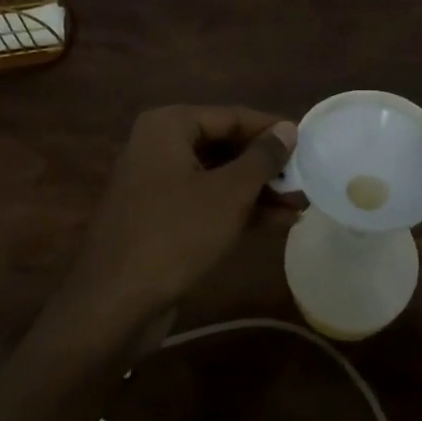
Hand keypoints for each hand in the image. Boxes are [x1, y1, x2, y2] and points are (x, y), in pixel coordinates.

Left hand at [62, 106, 296, 332]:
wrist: (114, 304)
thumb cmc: (175, 234)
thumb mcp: (228, 194)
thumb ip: (262, 158)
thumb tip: (288, 129)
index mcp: (168, 125)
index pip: (231, 116)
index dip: (271, 130)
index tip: (308, 143)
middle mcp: (158, 145)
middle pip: (224, 145)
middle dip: (266, 166)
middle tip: (305, 180)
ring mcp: (156, 183)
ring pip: (216, 176)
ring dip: (257, 191)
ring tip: (299, 206)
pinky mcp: (159, 217)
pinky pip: (204, 201)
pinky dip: (236, 209)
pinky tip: (275, 223)